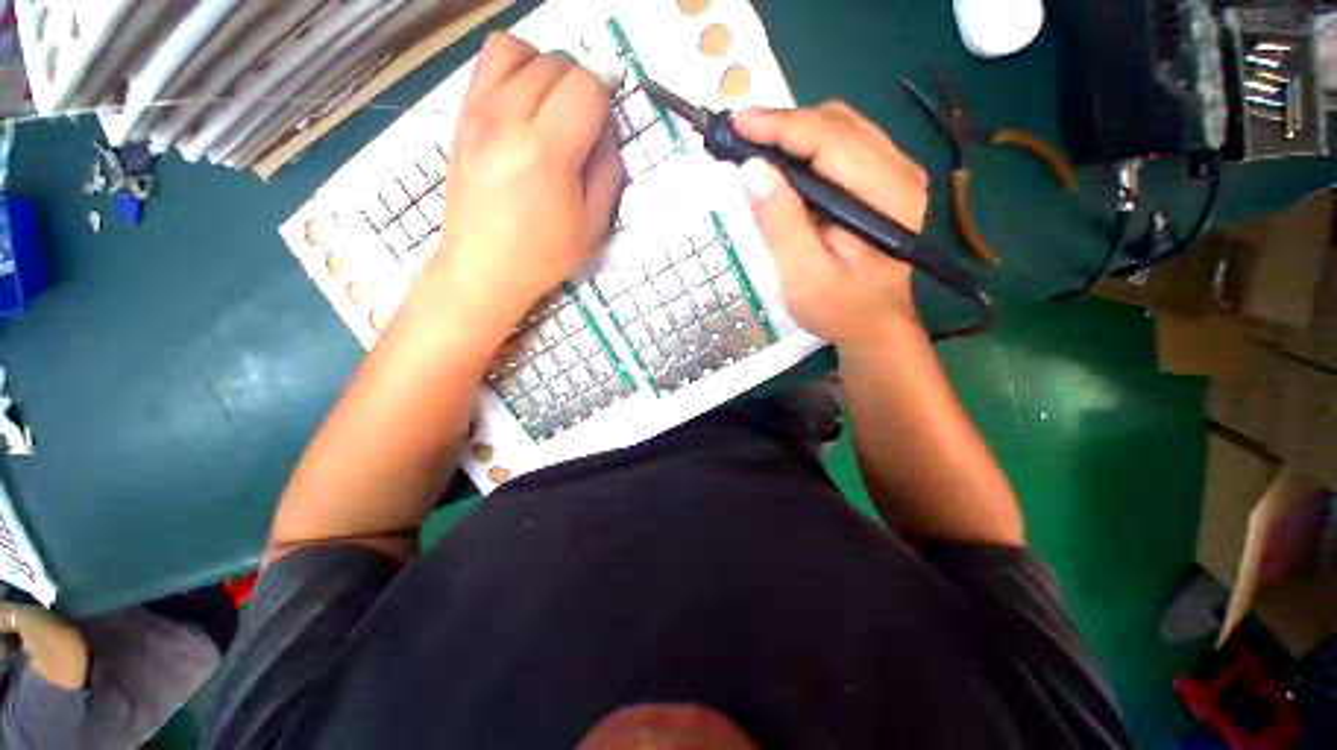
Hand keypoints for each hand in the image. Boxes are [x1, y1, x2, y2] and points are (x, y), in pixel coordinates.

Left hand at [417, 32, 623, 332]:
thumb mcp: (593, 225)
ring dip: (544, 67)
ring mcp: (478, 113)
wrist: (483, 267)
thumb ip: (608, 172)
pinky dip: (514, 71)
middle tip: (582, 125)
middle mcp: (508, 119)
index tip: (602, 130)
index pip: (585, 86)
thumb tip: (606, 134)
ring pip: (516, 49)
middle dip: (579, 85)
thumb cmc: (543, 255)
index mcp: (547, 151)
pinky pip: (487, 64)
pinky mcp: (461, 118)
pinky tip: (523, 106)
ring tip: (551, 104)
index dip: (603, 101)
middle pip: (554, 62)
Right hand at [732, 103, 929, 347]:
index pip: (830, 139)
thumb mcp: (803, 275)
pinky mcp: (883, 181)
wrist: (873, 324)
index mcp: (886, 195)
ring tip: (756, 148)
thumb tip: (753, 170)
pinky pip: (842, 145)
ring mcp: (895, 173)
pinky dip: (807, 146)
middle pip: (837, 124)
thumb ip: (781, 223)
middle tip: (740, 139)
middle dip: (784, 125)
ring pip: (840, 128)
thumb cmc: (838, 307)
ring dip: (794, 133)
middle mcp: (900, 171)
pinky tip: (784, 163)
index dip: (780, 126)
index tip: (737, 124)